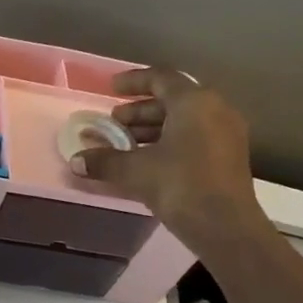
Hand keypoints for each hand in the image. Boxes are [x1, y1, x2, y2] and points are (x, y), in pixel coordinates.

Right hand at [74, 67, 267, 255]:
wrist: (224, 225)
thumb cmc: (180, 184)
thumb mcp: (135, 171)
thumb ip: (104, 161)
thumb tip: (75, 161)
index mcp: (193, 102)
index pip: (161, 78)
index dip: (133, 81)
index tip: (111, 89)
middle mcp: (214, 109)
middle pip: (172, 100)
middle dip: (139, 110)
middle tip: (114, 122)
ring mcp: (225, 133)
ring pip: (183, 120)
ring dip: (152, 128)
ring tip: (125, 143)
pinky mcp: (227, 156)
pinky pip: (193, 137)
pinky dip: (168, 141)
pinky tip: (147, 161)